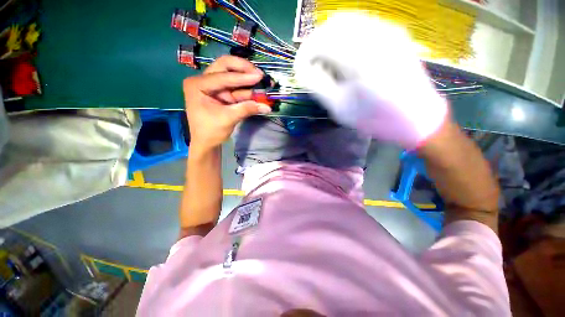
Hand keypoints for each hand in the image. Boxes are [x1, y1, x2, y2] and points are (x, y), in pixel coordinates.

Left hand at [183, 56, 271, 150]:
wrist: (206, 143)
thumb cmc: (211, 131)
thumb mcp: (228, 119)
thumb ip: (247, 109)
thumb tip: (267, 106)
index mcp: (198, 85)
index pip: (222, 76)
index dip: (242, 77)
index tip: (260, 76)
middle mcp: (204, 81)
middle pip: (225, 67)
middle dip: (243, 69)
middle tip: (258, 73)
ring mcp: (214, 87)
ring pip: (232, 76)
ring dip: (248, 80)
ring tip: (263, 82)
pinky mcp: (223, 94)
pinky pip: (237, 89)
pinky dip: (248, 90)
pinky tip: (258, 91)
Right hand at [294, 13, 448, 148]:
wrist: (416, 116)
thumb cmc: (375, 118)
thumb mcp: (339, 107)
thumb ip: (317, 85)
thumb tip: (301, 69)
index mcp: (360, 59)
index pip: (319, 42)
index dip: (304, 55)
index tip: (299, 70)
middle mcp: (375, 36)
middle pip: (331, 26)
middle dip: (314, 45)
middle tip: (311, 66)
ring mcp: (387, 30)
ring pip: (345, 21)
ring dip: (328, 39)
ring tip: (326, 62)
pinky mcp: (393, 32)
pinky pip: (360, 24)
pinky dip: (343, 36)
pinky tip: (344, 56)